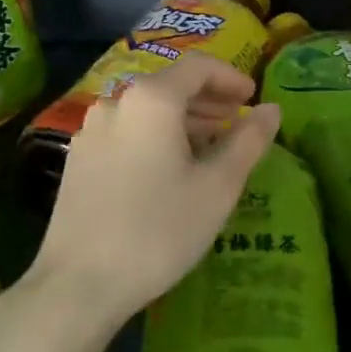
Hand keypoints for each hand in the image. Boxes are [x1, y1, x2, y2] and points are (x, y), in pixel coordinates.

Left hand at [26, 53, 280, 329]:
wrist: (79, 285)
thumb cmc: (159, 230)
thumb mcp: (218, 186)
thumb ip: (249, 140)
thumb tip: (271, 109)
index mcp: (152, 100)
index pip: (199, 66)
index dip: (231, 77)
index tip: (252, 98)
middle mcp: (117, 103)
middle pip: (170, 85)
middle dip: (208, 100)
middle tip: (237, 123)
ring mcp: (91, 131)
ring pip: (147, 110)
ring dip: (183, 120)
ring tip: (209, 148)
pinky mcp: (78, 159)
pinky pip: (126, 131)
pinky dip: (155, 137)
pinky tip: (168, 170)